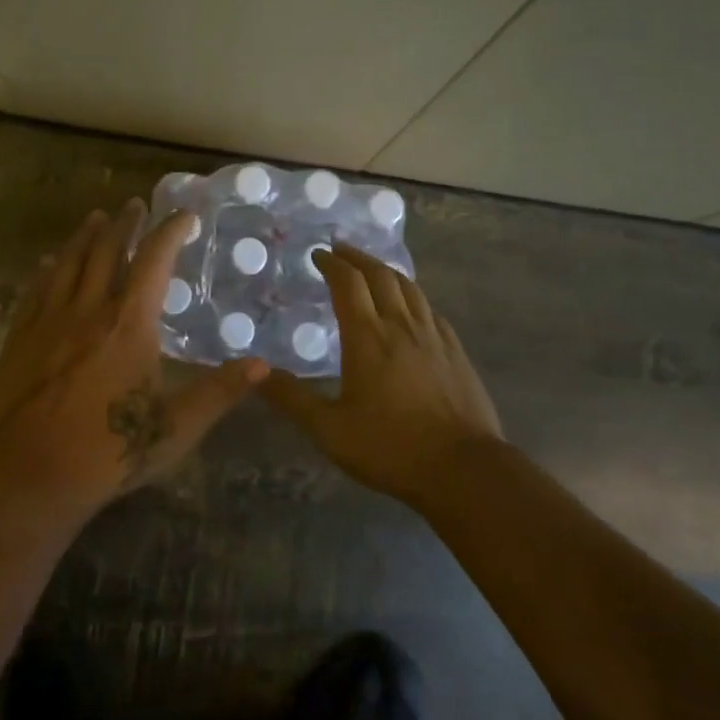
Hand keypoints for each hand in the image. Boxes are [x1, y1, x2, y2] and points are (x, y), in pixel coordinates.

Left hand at [0, 200, 268, 516]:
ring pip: (69, 263)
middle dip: (125, 224)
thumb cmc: (110, 452)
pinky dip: (48, 269)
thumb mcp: (176, 427)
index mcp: (130, 325)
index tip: (184, 215)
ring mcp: (49, 321)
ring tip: (96, 217)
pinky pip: (35, 290)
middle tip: (135, 204)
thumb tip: (262, 365)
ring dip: (85, 236)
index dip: (171, 231)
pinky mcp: (20, 338)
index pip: (155, 261)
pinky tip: (49, 261)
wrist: (31, 476)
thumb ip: (218, 393)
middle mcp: (89, 310)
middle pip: (107, 251)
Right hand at [262, 244, 502, 506]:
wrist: (463, 468)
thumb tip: (256, 374)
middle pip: (381, 275)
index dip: (332, 263)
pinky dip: (413, 297)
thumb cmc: (390, 447)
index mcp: (368, 337)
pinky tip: (411, 308)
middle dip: (358, 258)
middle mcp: (401, 326)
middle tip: (340, 251)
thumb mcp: (329, 430)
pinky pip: (430, 310)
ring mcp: (434, 336)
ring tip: (373, 270)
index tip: (317, 255)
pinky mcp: (456, 352)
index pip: (348, 283)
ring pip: (409, 288)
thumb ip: (292, 399)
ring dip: (386, 271)